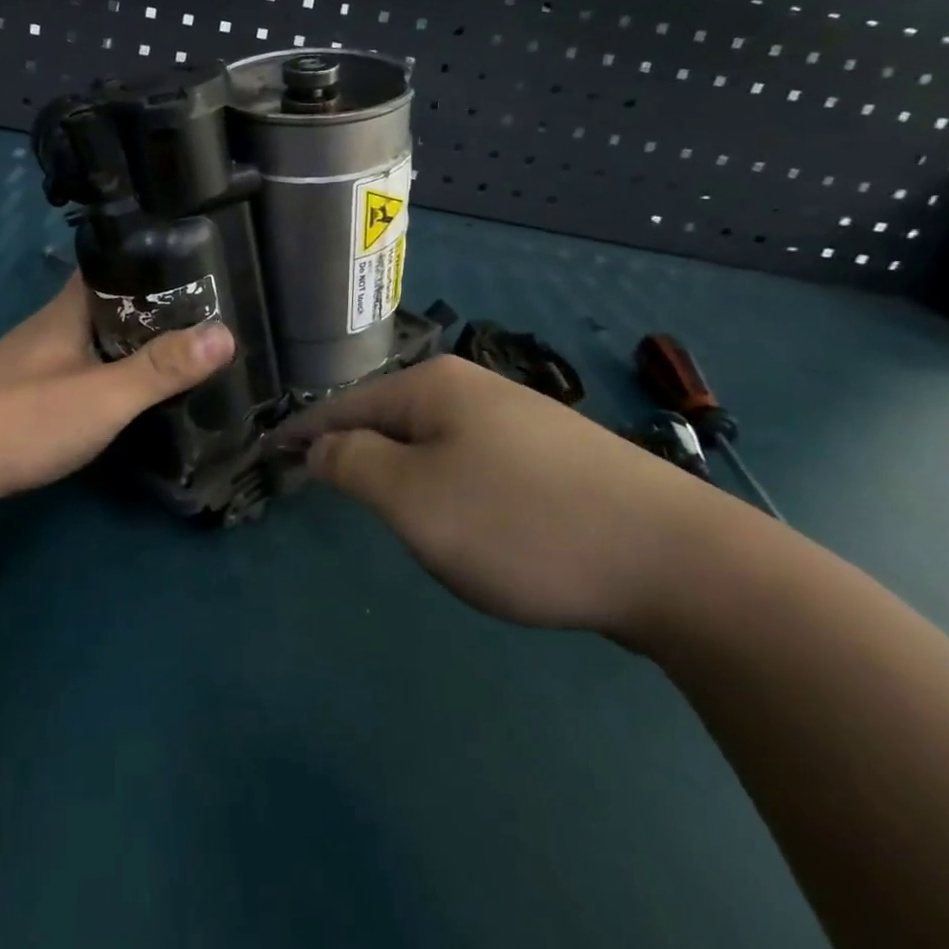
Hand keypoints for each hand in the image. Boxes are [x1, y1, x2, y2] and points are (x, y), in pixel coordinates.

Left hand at [0, 274, 234, 507]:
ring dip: (124, 346)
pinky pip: (72, 372)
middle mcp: (48, 327)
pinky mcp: (18, 396)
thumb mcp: (105, 394)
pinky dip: (101, 375)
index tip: (193, 271)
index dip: (150, 264)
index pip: (112, 266)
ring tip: (171, 358)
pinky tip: (118, 396)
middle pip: (104, 305)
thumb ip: (161, 368)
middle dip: (147, 311)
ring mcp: (30, 362)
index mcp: (68, 310)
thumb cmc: (25, 415)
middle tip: (197, 322)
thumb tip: (225, 334)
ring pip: (88, 341)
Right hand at [274, 355, 731, 635]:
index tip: (269, 452)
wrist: (679, 562)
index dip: (303, 432)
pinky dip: (446, 485)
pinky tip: (463, 516)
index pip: (344, 404)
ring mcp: (519, 419)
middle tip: (326, 490)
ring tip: (390, 510)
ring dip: (402, 473)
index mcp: (432, 386)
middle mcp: (473, 388)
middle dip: (354, 452)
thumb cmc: (521, 524)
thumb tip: (320, 445)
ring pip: (433, 442)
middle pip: (389, 418)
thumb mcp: (412, 498)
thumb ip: (351, 465)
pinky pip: (472, 462)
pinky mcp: (554, 457)